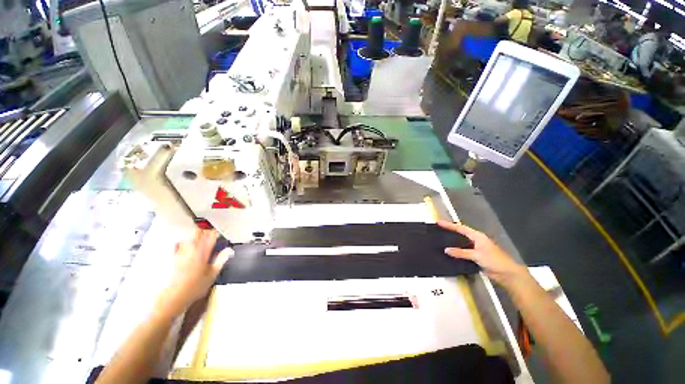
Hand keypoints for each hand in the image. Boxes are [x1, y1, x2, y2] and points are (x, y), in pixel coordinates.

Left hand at [158, 229, 232, 315]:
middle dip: (204, 231)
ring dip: (194, 236)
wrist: (174, 296)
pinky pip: (178, 245)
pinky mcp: (173, 258)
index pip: (211, 237)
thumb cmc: (194, 287)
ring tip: (198, 235)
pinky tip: (183, 243)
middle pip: (198, 235)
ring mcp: (181, 254)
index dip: (215, 233)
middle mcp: (191, 251)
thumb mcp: (213, 274)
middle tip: (208, 231)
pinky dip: (183, 242)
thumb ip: (221, 260)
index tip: (217, 232)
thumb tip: (229, 251)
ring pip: (188, 239)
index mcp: (203, 253)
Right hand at [438, 220, 527, 287]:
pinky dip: (456, 250)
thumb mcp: (477, 255)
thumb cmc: (494, 260)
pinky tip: (449, 252)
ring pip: (461, 242)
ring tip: (441, 239)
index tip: (438, 222)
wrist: (506, 274)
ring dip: (452, 241)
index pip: (460, 228)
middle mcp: (475, 240)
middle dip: (449, 230)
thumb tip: (446, 250)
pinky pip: (462, 251)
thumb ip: (461, 252)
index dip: (449, 225)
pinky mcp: (475, 256)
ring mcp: (475, 248)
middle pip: (460, 233)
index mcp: (477, 236)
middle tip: (438, 229)